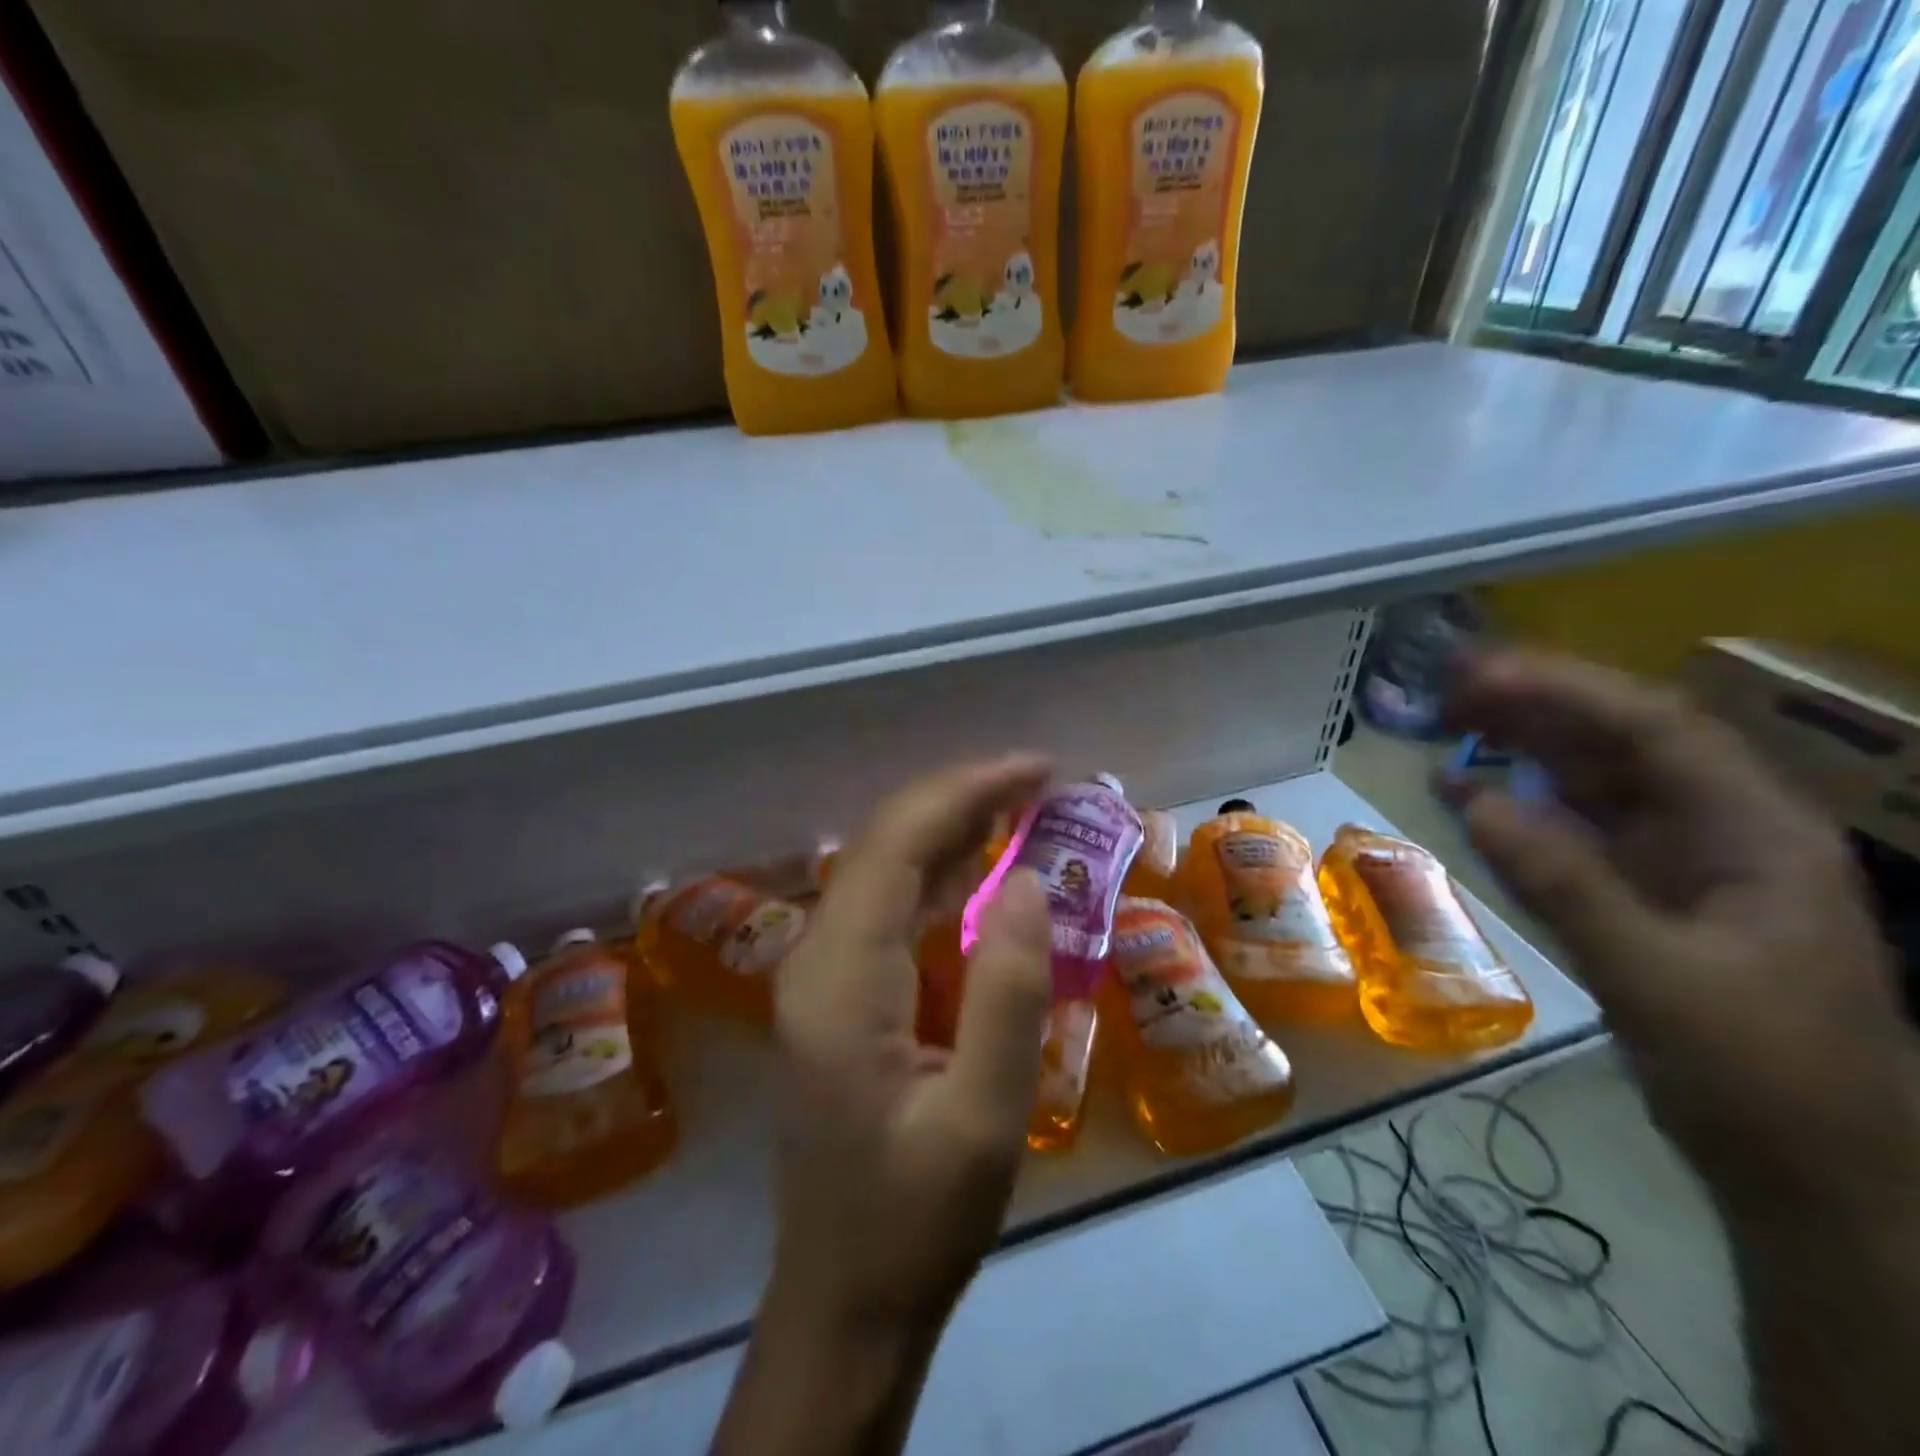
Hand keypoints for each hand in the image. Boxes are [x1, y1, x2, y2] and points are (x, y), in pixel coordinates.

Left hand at [769, 754, 1054, 1335]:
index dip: (967, 791)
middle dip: (961, 796)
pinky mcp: (836, 988)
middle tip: (1040, 781)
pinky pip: (887, 902)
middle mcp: (816, 956)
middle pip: (884, 841)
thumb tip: (1026, 882)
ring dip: (950, 825)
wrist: (847, 1296)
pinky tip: (983, 865)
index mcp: (841, 979)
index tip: (1038, 770)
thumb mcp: (984, 1119)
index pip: (897, 844)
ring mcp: (820, 970)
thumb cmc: (918, 1218)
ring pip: (883, 864)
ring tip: (1022, 805)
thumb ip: (1006, 992)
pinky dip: (938, 869)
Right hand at [1442, 650, 1916, 1208]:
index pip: (1653, 730)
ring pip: (1593, 779)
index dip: (1562, 692)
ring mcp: (1680, 861)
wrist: (1814, 1176)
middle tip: (1447, 683)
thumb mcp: (1658, 979)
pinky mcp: (1643, 894)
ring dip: (1523, 745)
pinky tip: (1464, 793)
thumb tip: (1473, 800)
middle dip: (1536, 704)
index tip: (1478, 676)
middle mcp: (1720, 829)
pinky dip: (1517, 805)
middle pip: (1620, 741)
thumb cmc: (1761, 1077)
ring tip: (1448, 718)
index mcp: (1755, 832)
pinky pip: (1571, 829)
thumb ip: (1565, 884)